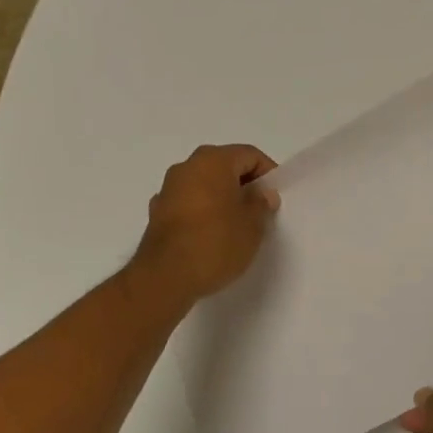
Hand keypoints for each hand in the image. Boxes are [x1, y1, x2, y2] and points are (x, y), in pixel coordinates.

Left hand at [132, 144, 279, 302]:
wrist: (165, 277)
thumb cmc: (215, 243)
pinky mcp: (157, 211)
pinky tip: (210, 234)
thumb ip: (261, 204)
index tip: (274, 197)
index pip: (249, 155)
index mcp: (213, 161)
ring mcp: (168, 188)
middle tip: (259, 210)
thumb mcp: (252, 226)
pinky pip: (188, 202)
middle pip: (225, 166)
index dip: (267, 173)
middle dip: (244, 184)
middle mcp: (187, 166)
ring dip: (222, 197)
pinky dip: (202, 211)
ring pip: (204, 184)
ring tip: (236, 224)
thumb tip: (262, 194)